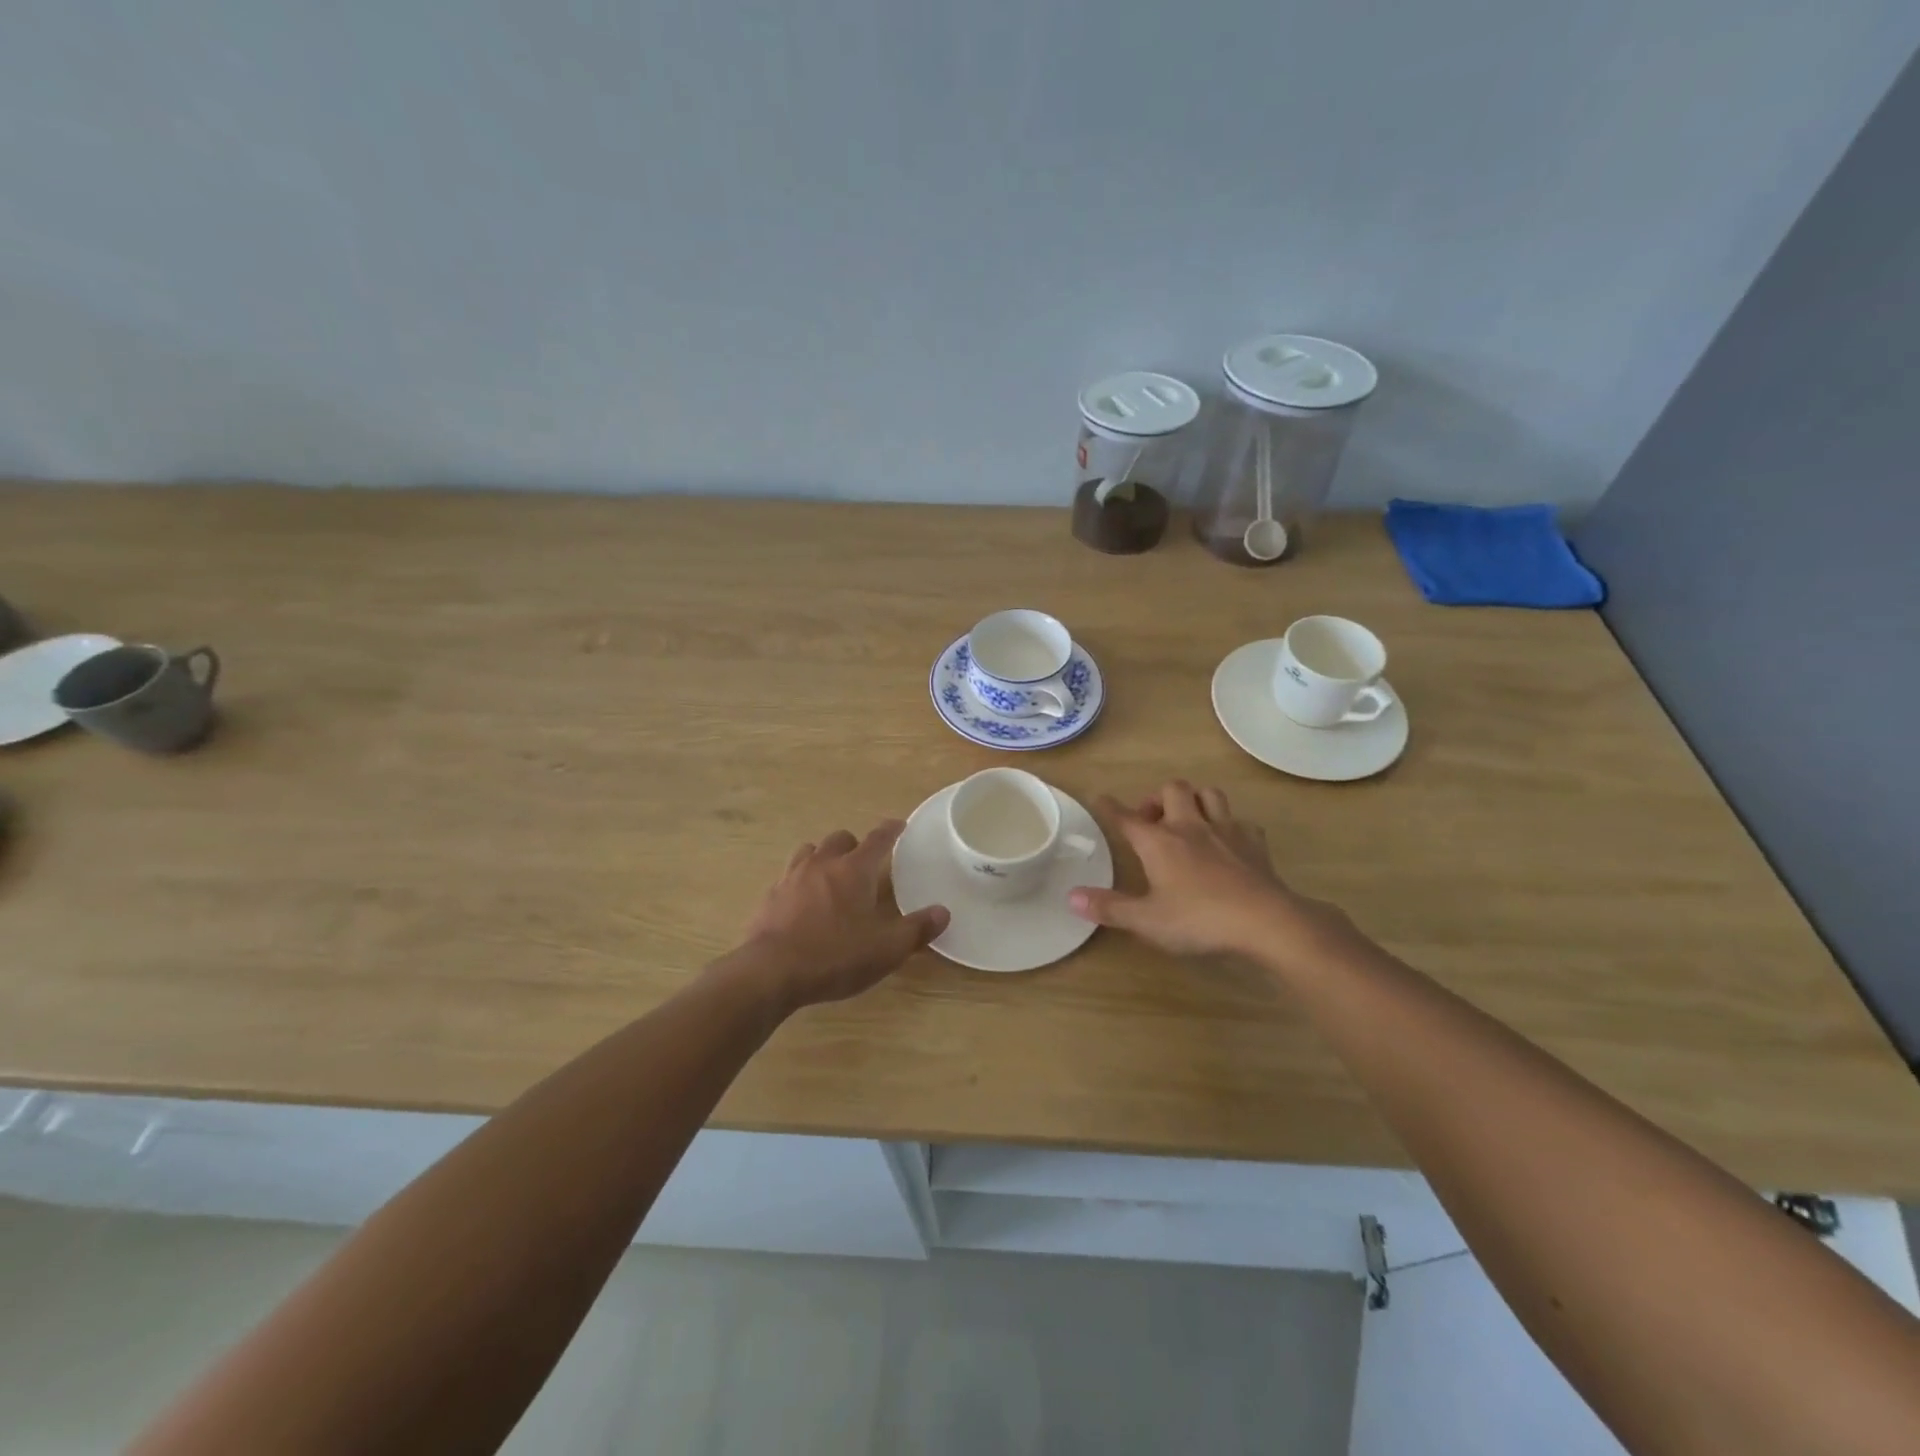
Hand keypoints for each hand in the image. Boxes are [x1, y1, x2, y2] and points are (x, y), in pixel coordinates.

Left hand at [738, 821, 948, 1008]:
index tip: (898, 825)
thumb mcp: (886, 949)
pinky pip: (788, 876)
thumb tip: (943, 912)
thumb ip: (916, 929)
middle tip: (863, 863)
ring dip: (823, 857)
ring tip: (830, 875)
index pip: (878, 839)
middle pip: (840, 839)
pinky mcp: (770, 896)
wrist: (771, 972)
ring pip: (810, 851)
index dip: (891, 830)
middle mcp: (822, 864)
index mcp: (854, 870)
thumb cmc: (835, 956)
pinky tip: (802, 900)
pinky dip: (800, 880)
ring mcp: (791, 877)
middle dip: (854, 845)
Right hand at [1069, 781, 1340, 960]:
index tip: (1100, 797)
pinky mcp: (1254, 842)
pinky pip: (1240, 821)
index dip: (1110, 807)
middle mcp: (1189, 826)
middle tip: (1152, 820)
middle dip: (1158, 798)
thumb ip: (1110, 908)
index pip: (1127, 817)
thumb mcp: (1147, 920)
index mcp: (1159, 842)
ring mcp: (1225, 830)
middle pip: (1172, 789)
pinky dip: (1230, 824)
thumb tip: (1072, 896)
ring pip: (1208, 794)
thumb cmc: (1199, 919)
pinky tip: (1228, 841)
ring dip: (1195, 800)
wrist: (1265, 920)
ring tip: (1188, 819)